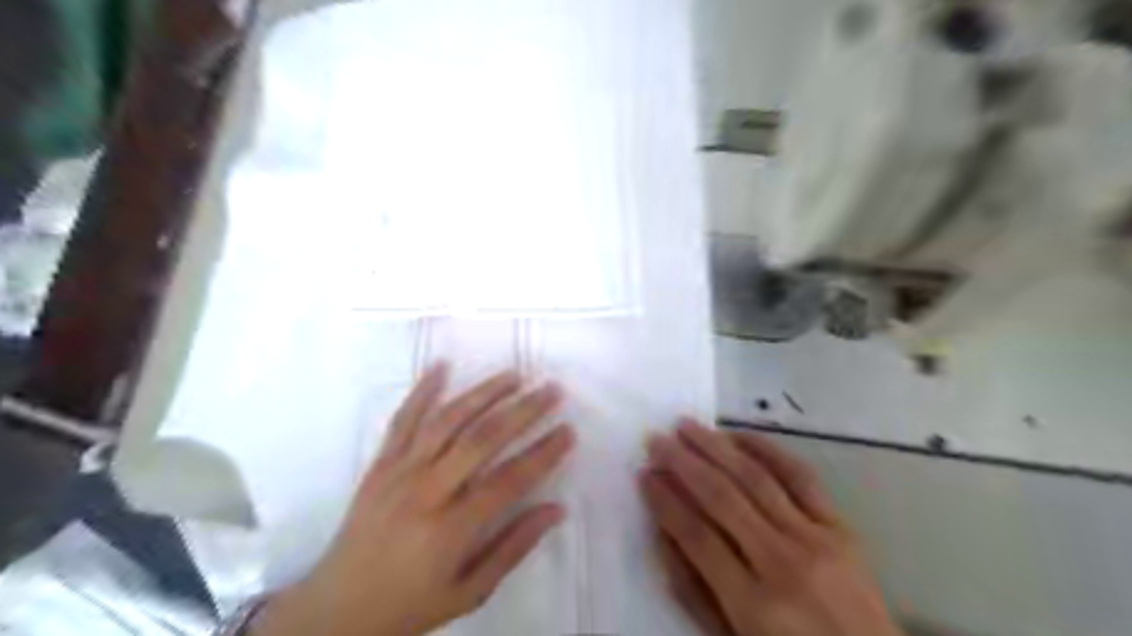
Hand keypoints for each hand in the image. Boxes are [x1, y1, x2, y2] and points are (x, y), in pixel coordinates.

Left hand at [254, 365, 574, 635]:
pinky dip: (422, 390)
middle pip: (481, 440)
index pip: (509, 480)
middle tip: (551, 390)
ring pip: (446, 421)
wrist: (336, 609)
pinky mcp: (380, 464)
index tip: (568, 431)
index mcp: (450, 529)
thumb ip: (514, 548)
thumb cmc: (410, 604)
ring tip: (513, 375)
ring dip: (483, 393)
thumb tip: (556, 510)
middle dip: (522, 410)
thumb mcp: (469, 592)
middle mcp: (425, 492)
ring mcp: (399, 473)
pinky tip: (441, 366)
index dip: (543, 453)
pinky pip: (402, 420)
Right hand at [644, 423, 902, 635]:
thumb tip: (662, 533)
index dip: (665, 501)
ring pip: (755, 478)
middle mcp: (783, 562)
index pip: (696, 536)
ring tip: (686, 426)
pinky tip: (738, 435)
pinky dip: (767, 450)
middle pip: (722, 498)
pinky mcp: (840, 526)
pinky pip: (801, 476)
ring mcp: (816, 539)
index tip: (643, 474)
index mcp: (754, 606)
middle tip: (656, 439)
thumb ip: (693, 591)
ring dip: (716, 447)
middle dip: (683, 463)